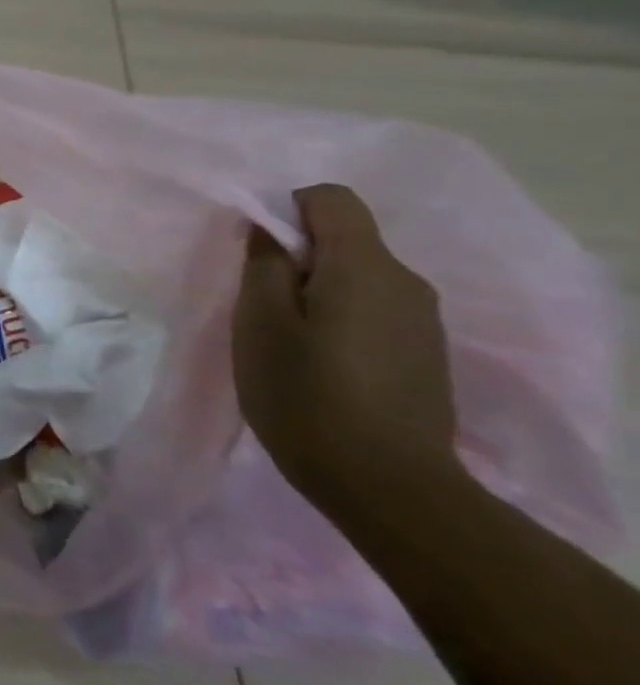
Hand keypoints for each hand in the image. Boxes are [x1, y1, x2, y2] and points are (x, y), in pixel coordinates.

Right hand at [232, 183, 457, 505]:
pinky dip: (340, 319)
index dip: (286, 209)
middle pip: (346, 240)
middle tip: (259, 305)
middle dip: (298, 257)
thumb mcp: (259, 323)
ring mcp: (424, 322)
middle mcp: (406, 282)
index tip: (257, 251)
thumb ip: (264, 265)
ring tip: (287, 341)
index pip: (331, 199)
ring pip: (359, 279)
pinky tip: (320, 365)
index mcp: (364, 266)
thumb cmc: (305, 393)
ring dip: (317, 292)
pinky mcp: (426, 355)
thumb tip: (268, 229)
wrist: (387, 485)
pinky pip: (375, 312)